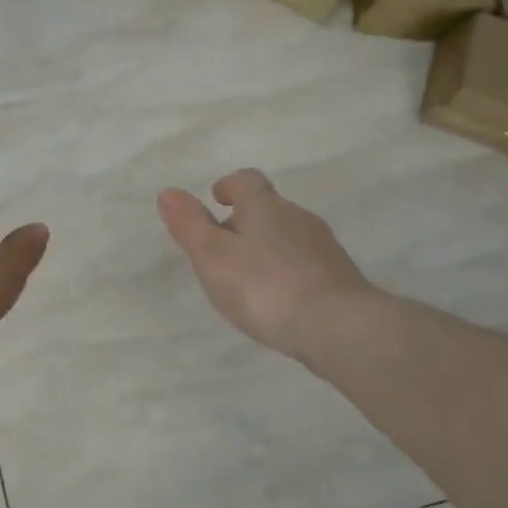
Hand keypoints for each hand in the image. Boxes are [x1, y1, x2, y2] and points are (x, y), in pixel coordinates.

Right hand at [157, 169, 371, 362]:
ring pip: (287, 236)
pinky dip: (287, 271)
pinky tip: (278, 298)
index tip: (217, 198)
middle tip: (222, 248)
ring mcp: (323, 246)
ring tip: (247, 278)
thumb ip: (190, 225)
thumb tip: (168, 192)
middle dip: (244, 222)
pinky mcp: (340, 276)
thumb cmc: (264, 287)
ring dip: (266, 248)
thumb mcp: (213, 257)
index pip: (247, 180)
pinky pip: (304, 263)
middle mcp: (298, 216)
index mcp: (265, 206)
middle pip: (268, 209)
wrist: (337, 326)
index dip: (230, 186)